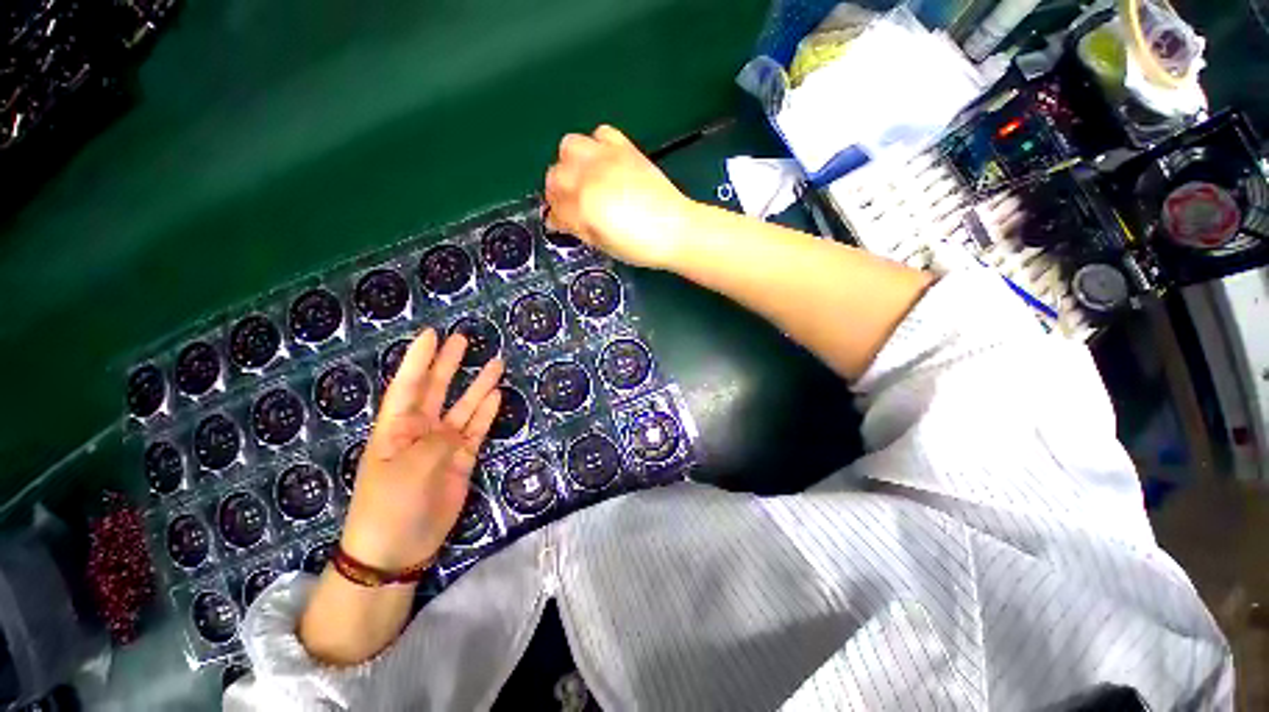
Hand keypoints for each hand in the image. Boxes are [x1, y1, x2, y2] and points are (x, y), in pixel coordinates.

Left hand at [339, 330, 502, 572]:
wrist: (398, 550)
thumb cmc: (389, 506)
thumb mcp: (409, 469)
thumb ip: (437, 442)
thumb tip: (458, 430)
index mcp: (395, 428)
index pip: (408, 385)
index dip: (420, 359)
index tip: (432, 334)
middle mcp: (420, 430)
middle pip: (437, 390)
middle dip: (449, 364)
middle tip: (464, 340)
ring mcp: (443, 444)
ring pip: (463, 407)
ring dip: (478, 386)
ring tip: (495, 363)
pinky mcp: (462, 459)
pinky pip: (476, 430)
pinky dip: (486, 413)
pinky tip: (497, 395)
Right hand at [544, 125, 695, 269]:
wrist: (676, 229)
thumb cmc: (641, 246)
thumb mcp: (604, 245)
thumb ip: (579, 229)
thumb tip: (561, 221)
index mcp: (584, 207)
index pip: (555, 207)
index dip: (556, 218)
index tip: (561, 224)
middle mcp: (590, 177)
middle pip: (555, 175)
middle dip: (557, 191)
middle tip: (569, 204)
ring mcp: (607, 158)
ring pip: (569, 147)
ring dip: (569, 163)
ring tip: (582, 179)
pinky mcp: (625, 148)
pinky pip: (601, 133)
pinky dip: (596, 145)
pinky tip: (604, 163)